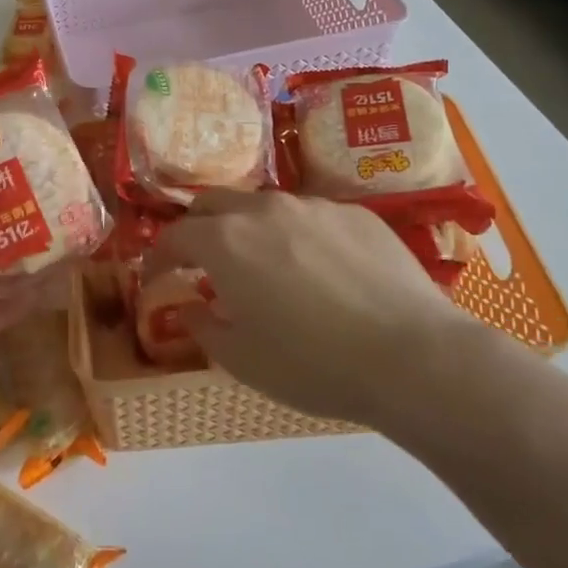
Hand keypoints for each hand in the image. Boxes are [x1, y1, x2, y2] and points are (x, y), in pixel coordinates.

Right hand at [157, 191, 488, 427]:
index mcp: (226, 241)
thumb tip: (189, 307)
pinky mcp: (357, 213)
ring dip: (249, 230)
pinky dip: (298, 236)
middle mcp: (264, 210)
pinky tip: (321, 271)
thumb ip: (203, 326)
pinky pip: (312, 216)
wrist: (412, 356)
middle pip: (213, 203)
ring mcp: (314, 206)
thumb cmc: (313, 363)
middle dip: (197, 229)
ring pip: (264, 206)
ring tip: (265, 267)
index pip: (174, 236)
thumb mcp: (242, 360)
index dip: (158, 257)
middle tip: (202, 262)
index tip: (156, 279)